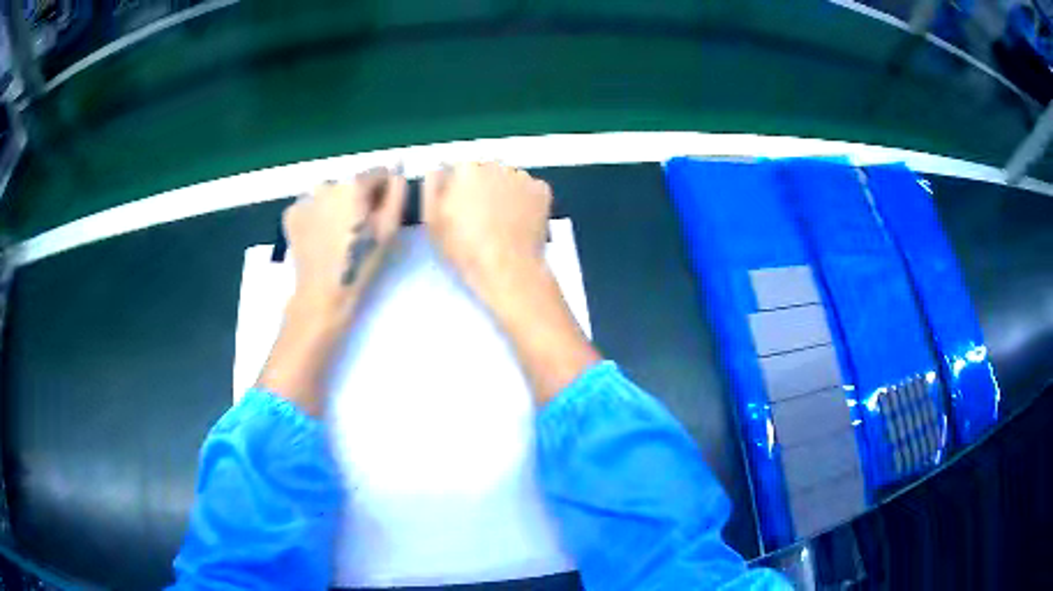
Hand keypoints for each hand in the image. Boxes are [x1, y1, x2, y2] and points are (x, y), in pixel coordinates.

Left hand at [283, 169, 407, 322]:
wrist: (323, 292)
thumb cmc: (361, 261)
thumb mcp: (389, 228)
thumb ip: (398, 193)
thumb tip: (397, 172)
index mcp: (354, 184)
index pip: (378, 173)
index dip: (383, 193)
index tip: (380, 215)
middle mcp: (327, 183)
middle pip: (351, 183)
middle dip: (357, 199)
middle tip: (358, 229)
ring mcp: (305, 197)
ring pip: (330, 194)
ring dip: (336, 206)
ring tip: (338, 235)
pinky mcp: (291, 213)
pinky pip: (311, 206)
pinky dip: (317, 216)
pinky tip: (321, 237)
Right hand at [422, 162, 551, 304]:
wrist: (507, 268)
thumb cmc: (464, 248)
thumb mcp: (432, 220)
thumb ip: (432, 188)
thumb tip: (436, 170)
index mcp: (465, 170)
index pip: (458, 169)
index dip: (457, 187)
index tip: (459, 206)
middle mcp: (495, 166)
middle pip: (485, 171)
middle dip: (483, 186)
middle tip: (482, 215)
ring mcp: (522, 176)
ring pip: (509, 179)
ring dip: (505, 191)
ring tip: (502, 220)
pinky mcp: (542, 190)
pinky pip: (530, 189)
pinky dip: (526, 200)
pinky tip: (520, 220)